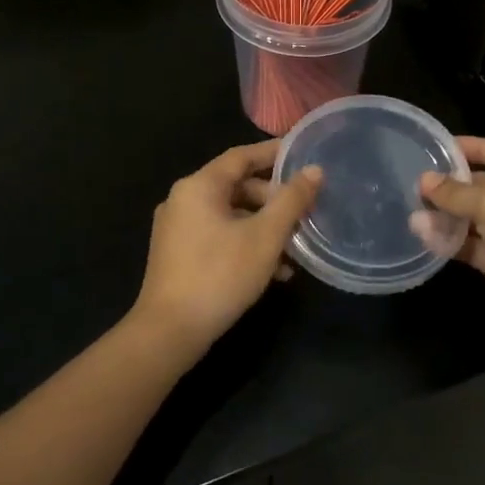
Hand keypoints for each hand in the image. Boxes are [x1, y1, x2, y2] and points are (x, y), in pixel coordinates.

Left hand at [132, 141, 321, 360]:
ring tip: (295, 249)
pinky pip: (218, 235)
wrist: (170, 331)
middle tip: (304, 213)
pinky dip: (245, 243)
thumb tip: (314, 170)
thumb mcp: (265, 236)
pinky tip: (274, 271)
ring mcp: (177, 228)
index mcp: (199, 186)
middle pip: (236, 186)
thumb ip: (291, 200)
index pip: (241, 156)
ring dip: (263, 227)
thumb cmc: (220, 275)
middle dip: (273, 200)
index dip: (273, 153)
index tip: (302, 154)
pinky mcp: (177, 254)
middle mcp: (183, 199)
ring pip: (230, 215)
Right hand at [418, 136, 484, 361]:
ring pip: (475, 219)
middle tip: (417, 186)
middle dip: (453, 185)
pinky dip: (451, 242)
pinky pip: (472, 247)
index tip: (443, 149)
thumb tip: (425, 181)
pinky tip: (426, 239)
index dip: (478, 146)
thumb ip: (457, 192)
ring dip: (446, 216)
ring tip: (414, 215)